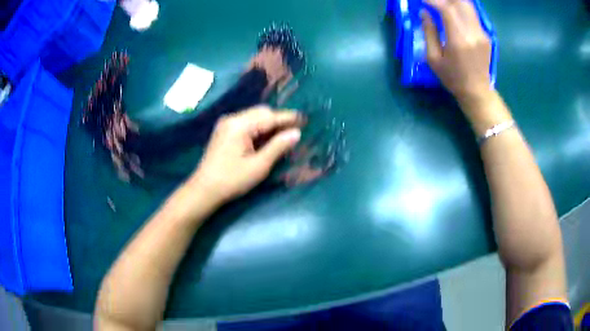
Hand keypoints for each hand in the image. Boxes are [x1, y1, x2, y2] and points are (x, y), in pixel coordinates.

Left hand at [191, 106, 302, 202]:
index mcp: (240, 125)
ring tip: (283, 135)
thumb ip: (278, 147)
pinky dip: (258, 128)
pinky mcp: (224, 131)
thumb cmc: (232, 180)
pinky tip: (266, 138)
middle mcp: (232, 118)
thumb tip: (296, 133)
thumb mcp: (259, 166)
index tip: (305, 119)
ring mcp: (226, 124)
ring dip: (269, 124)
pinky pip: (246, 123)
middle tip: (294, 131)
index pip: (269, 117)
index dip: (288, 118)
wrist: (204, 189)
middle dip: (278, 120)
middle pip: (261, 112)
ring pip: (254, 117)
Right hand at [422, 0, 492, 103]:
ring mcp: (482, 34)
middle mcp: (473, 33)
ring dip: (454, 1)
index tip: (422, 0)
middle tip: (434, 2)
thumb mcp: (433, 59)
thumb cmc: (452, 78)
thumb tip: (424, 12)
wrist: (477, 91)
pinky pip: (473, 14)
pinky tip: (453, 10)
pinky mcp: (486, 35)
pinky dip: (461, 7)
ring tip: (443, 3)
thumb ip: (429, 32)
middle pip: (460, 3)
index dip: (433, 1)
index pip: (447, 9)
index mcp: (459, 40)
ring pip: (468, 6)